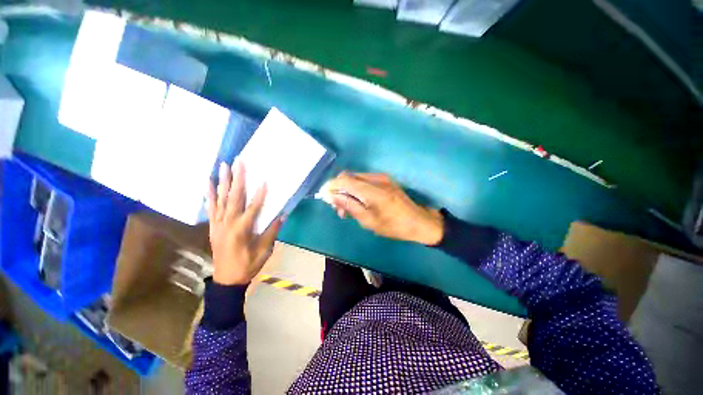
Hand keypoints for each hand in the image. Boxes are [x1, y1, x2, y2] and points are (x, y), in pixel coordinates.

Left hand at [207, 160, 281, 285]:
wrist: (226, 280)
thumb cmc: (248, 265)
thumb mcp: (264, 251)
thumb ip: (272, 231)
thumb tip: (282, 215)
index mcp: (242, 230)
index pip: (253, 208)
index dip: (260, 195)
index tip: (265, 180)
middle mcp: (227, 223)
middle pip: (234, 197)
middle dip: (238, 178)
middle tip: (239, 162)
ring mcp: (218, 223)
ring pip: (221, 199)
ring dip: (223, 181)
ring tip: (224, 165)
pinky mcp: (213, 226)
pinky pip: (211, 207)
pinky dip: (209, 194)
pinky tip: (209, 182)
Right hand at [322, 172, 443, 245]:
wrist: (419, 221)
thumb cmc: (393, 226)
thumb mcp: (368, 220)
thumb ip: (349, 205)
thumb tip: (331, 196)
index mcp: (372, 190)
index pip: (344, 180)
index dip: (331, 186)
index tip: (323, 196)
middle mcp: (376, 178)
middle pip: (348, 176)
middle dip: (338, 189)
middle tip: (337, 208)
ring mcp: (382, 177)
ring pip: (355, 178)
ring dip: (347, 190)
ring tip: (347, 209)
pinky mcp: (385, 180)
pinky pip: (364, 180)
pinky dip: (356, 189)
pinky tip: (358, 202)